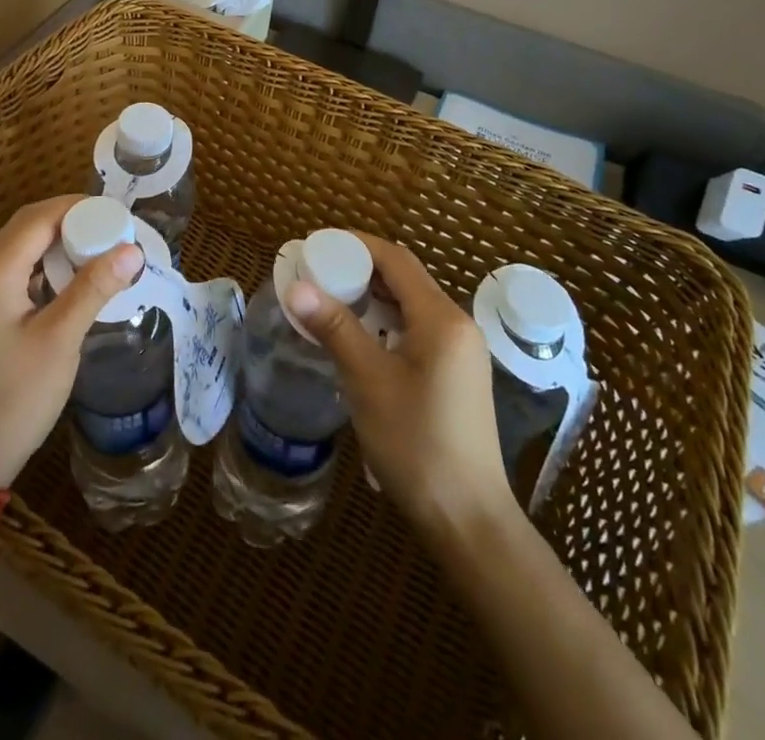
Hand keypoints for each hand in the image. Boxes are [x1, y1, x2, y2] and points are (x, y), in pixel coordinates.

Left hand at [0, 195, 144, 489]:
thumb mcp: (60, 341)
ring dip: (57, 245)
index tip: (116, 213)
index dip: (77, 208)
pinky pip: (12, 274)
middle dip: (70, 223)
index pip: (36, 219)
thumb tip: (132, 250)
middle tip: (113, 230)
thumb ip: (93, 288)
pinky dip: (43, 269)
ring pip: (19, 250)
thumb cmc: (13, 400)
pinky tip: (71, 281)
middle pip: (25, 229)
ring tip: (100, 251)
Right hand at [284, 233, 519, 546]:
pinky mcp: (455, 374)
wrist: (468, 521)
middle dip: (358, 270)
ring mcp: (460, 351)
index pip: (395, 260)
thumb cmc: (417, 444)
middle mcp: (456, 325)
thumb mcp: (368, 381)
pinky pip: (416, 329)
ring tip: (328, 300)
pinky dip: (384, 323)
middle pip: (403, 278)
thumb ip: (334, 328)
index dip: (355, 245)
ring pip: (409, 305)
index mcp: (441, 318)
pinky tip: (357, 338)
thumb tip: (296, 286)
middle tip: (315, 273)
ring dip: (370, 297)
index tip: (316, 245)